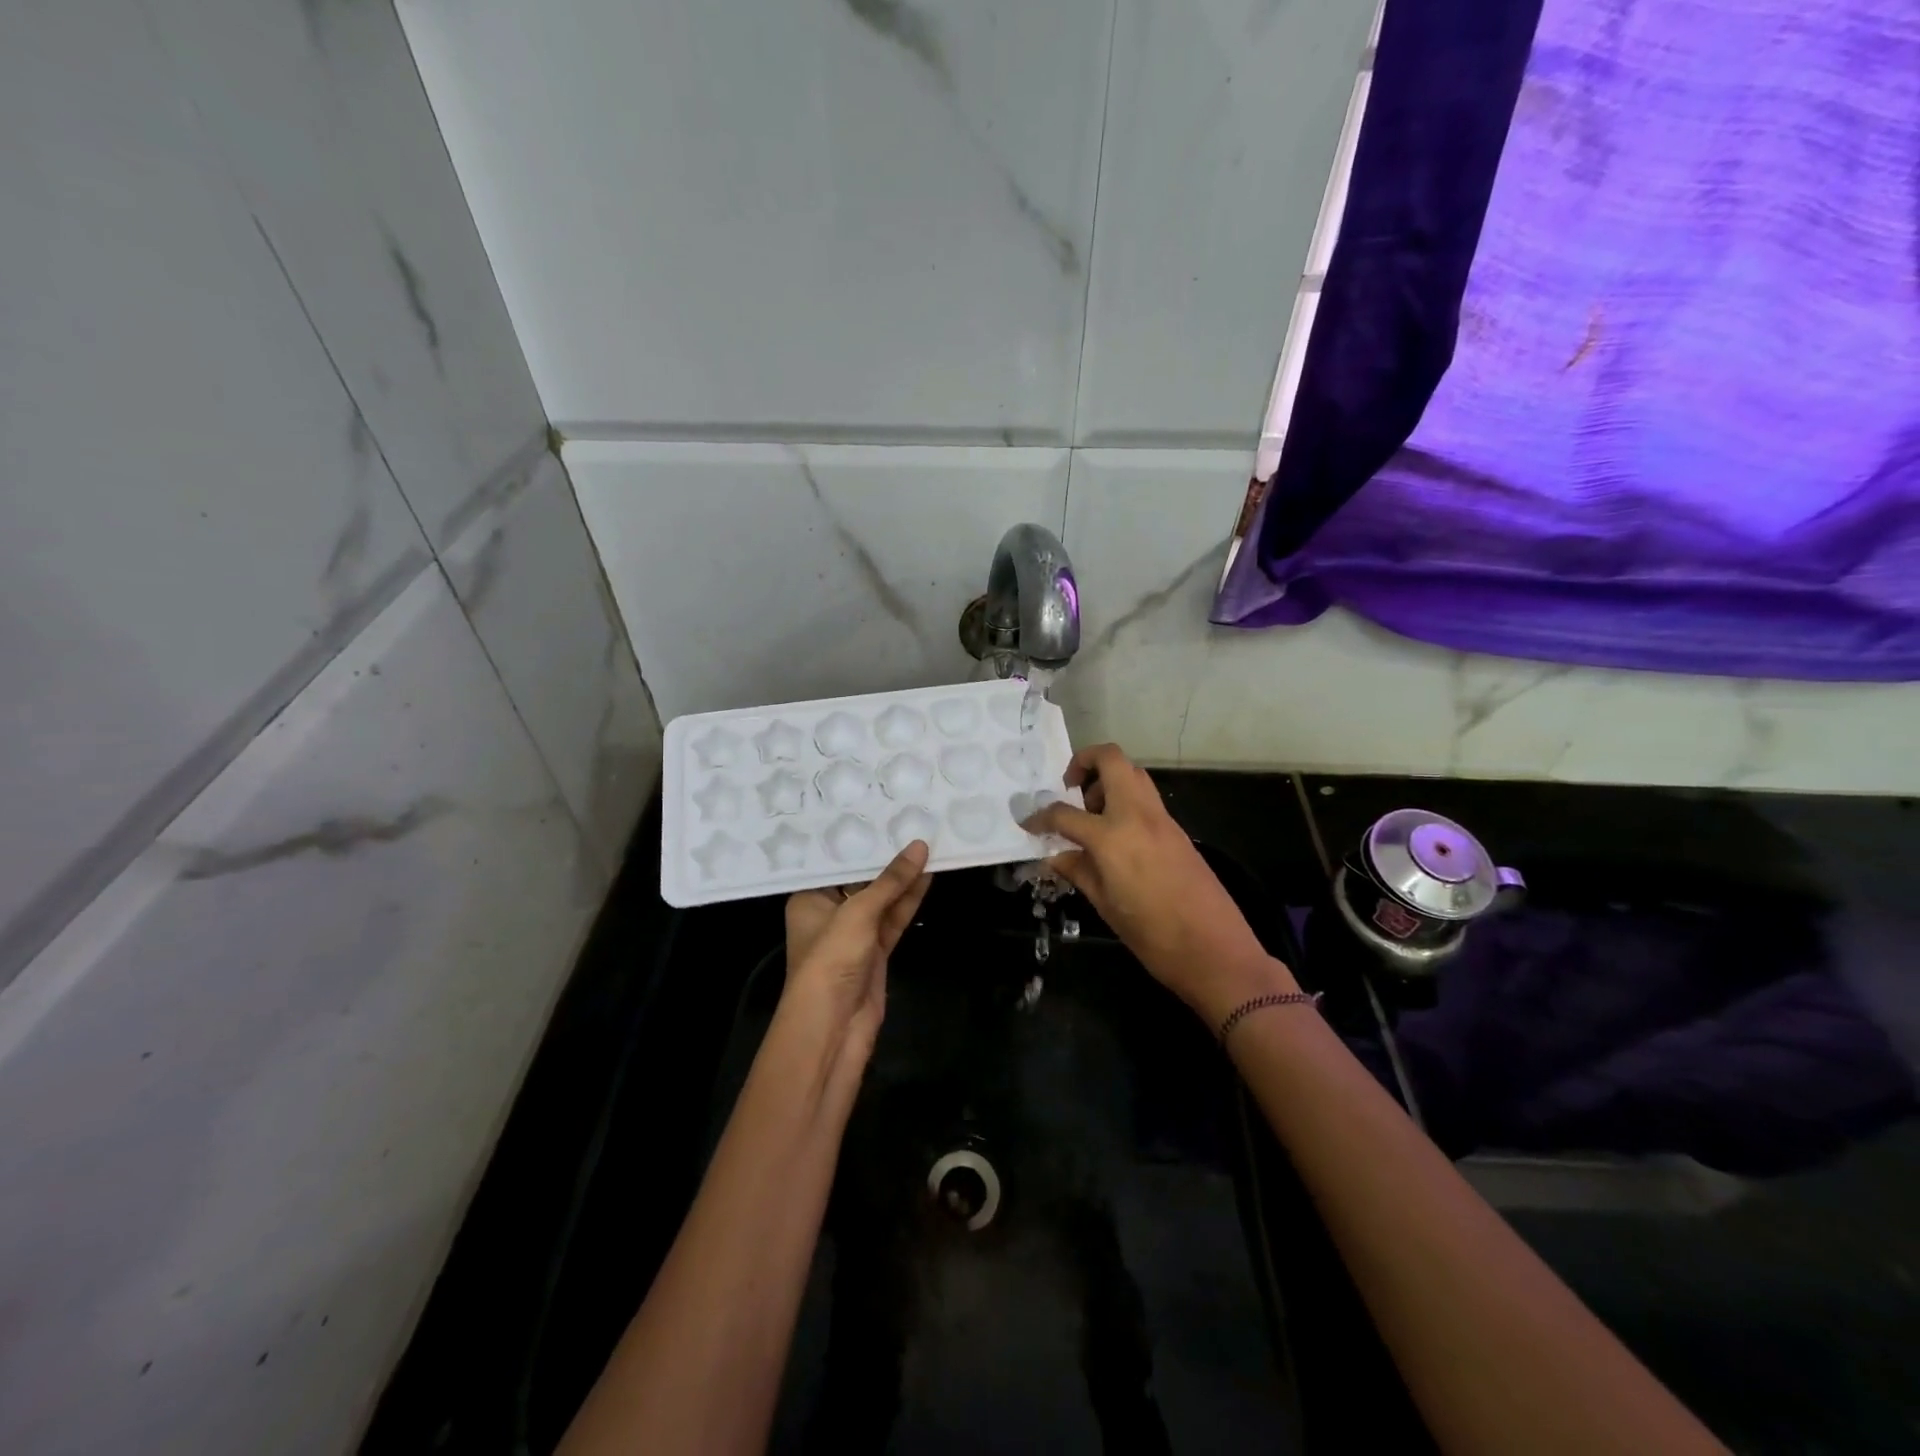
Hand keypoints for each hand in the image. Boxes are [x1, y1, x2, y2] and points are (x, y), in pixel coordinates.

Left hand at [781, 841, 932, 1064]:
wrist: (832, 1028)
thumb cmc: (830, 960)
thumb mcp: (858, 913)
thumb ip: (890, 881)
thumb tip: (920, 846)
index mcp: (809, 899)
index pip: (834, 862)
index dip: (859, 840)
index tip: (882, 812)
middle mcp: (829, 912)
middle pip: (860, 879)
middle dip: (885, 858)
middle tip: (910, 822)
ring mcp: (854, 935)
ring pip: (882, 900)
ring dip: (903, 879)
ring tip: (929, 844)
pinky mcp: (875, 953)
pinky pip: (893, 919)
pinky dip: (909, 901)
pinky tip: (927, 876)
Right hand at [1025, 745, 1294, 1024]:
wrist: (1215, 951)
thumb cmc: (1153, 936)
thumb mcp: (1105, 905)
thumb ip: (1078, 871)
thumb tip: (1056, 855)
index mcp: (1112, 837)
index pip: (1065, 814)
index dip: (1041, 817)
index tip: (1029, 823)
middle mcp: (1137, 815)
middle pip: (1111, 760)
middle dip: (1084, 762)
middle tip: (1070, 790)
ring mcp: (1161, 819)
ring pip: (1133, 773)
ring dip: (1108, 780)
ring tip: (1092, 814)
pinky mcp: (1177, 830)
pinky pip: (1146, 798)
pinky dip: (1126, 801)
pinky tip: (1115, 835)